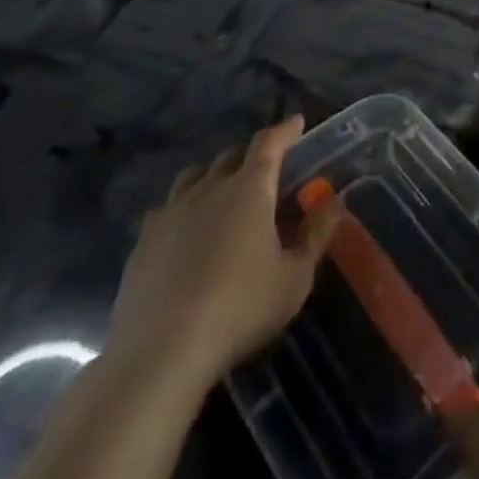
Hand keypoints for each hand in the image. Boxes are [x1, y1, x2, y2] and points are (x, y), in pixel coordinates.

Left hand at [104, 115, 342, 395]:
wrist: (159, 355)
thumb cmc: (240, 309)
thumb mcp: (295, 277)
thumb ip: (317, 234)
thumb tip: (334, 201)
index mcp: (250, 188)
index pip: (270, 142)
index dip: (286, 130)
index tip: (298, 123)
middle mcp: (210, 187)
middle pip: (232, 156)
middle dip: (252, 157)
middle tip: (266, 173)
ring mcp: (171, 212)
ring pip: (196, 176)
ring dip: (215, 177)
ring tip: (224, 196)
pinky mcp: (143, 241)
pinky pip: (168, 208)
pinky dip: (185, 208)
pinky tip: (188, 234)